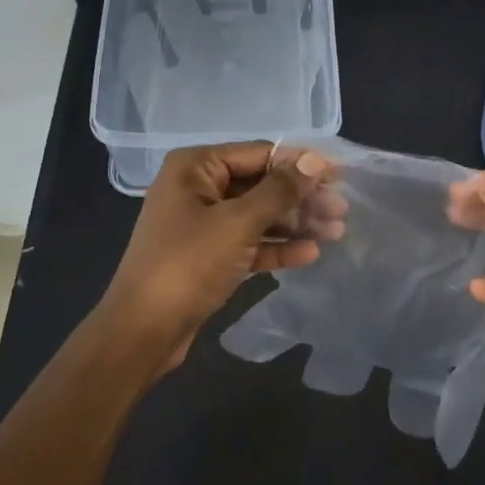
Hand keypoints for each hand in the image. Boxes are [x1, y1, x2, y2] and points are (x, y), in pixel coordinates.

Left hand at [100, 142, 343, 371]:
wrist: (143, 331)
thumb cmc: (188, 264)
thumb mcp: (238, 223)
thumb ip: (278, 190)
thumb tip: (314, 162)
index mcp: (195, 167)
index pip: (259, 153)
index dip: (300, 163)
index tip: (340, 175)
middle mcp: (197, 188)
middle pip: (260, 184)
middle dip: (300, 197)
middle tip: (341, 211)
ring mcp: (201, 224)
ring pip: (257, 215)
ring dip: (294, 222)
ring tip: (336, 232)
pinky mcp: (207, 256)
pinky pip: (248, 242)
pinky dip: (275, 247)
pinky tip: (309, 254)